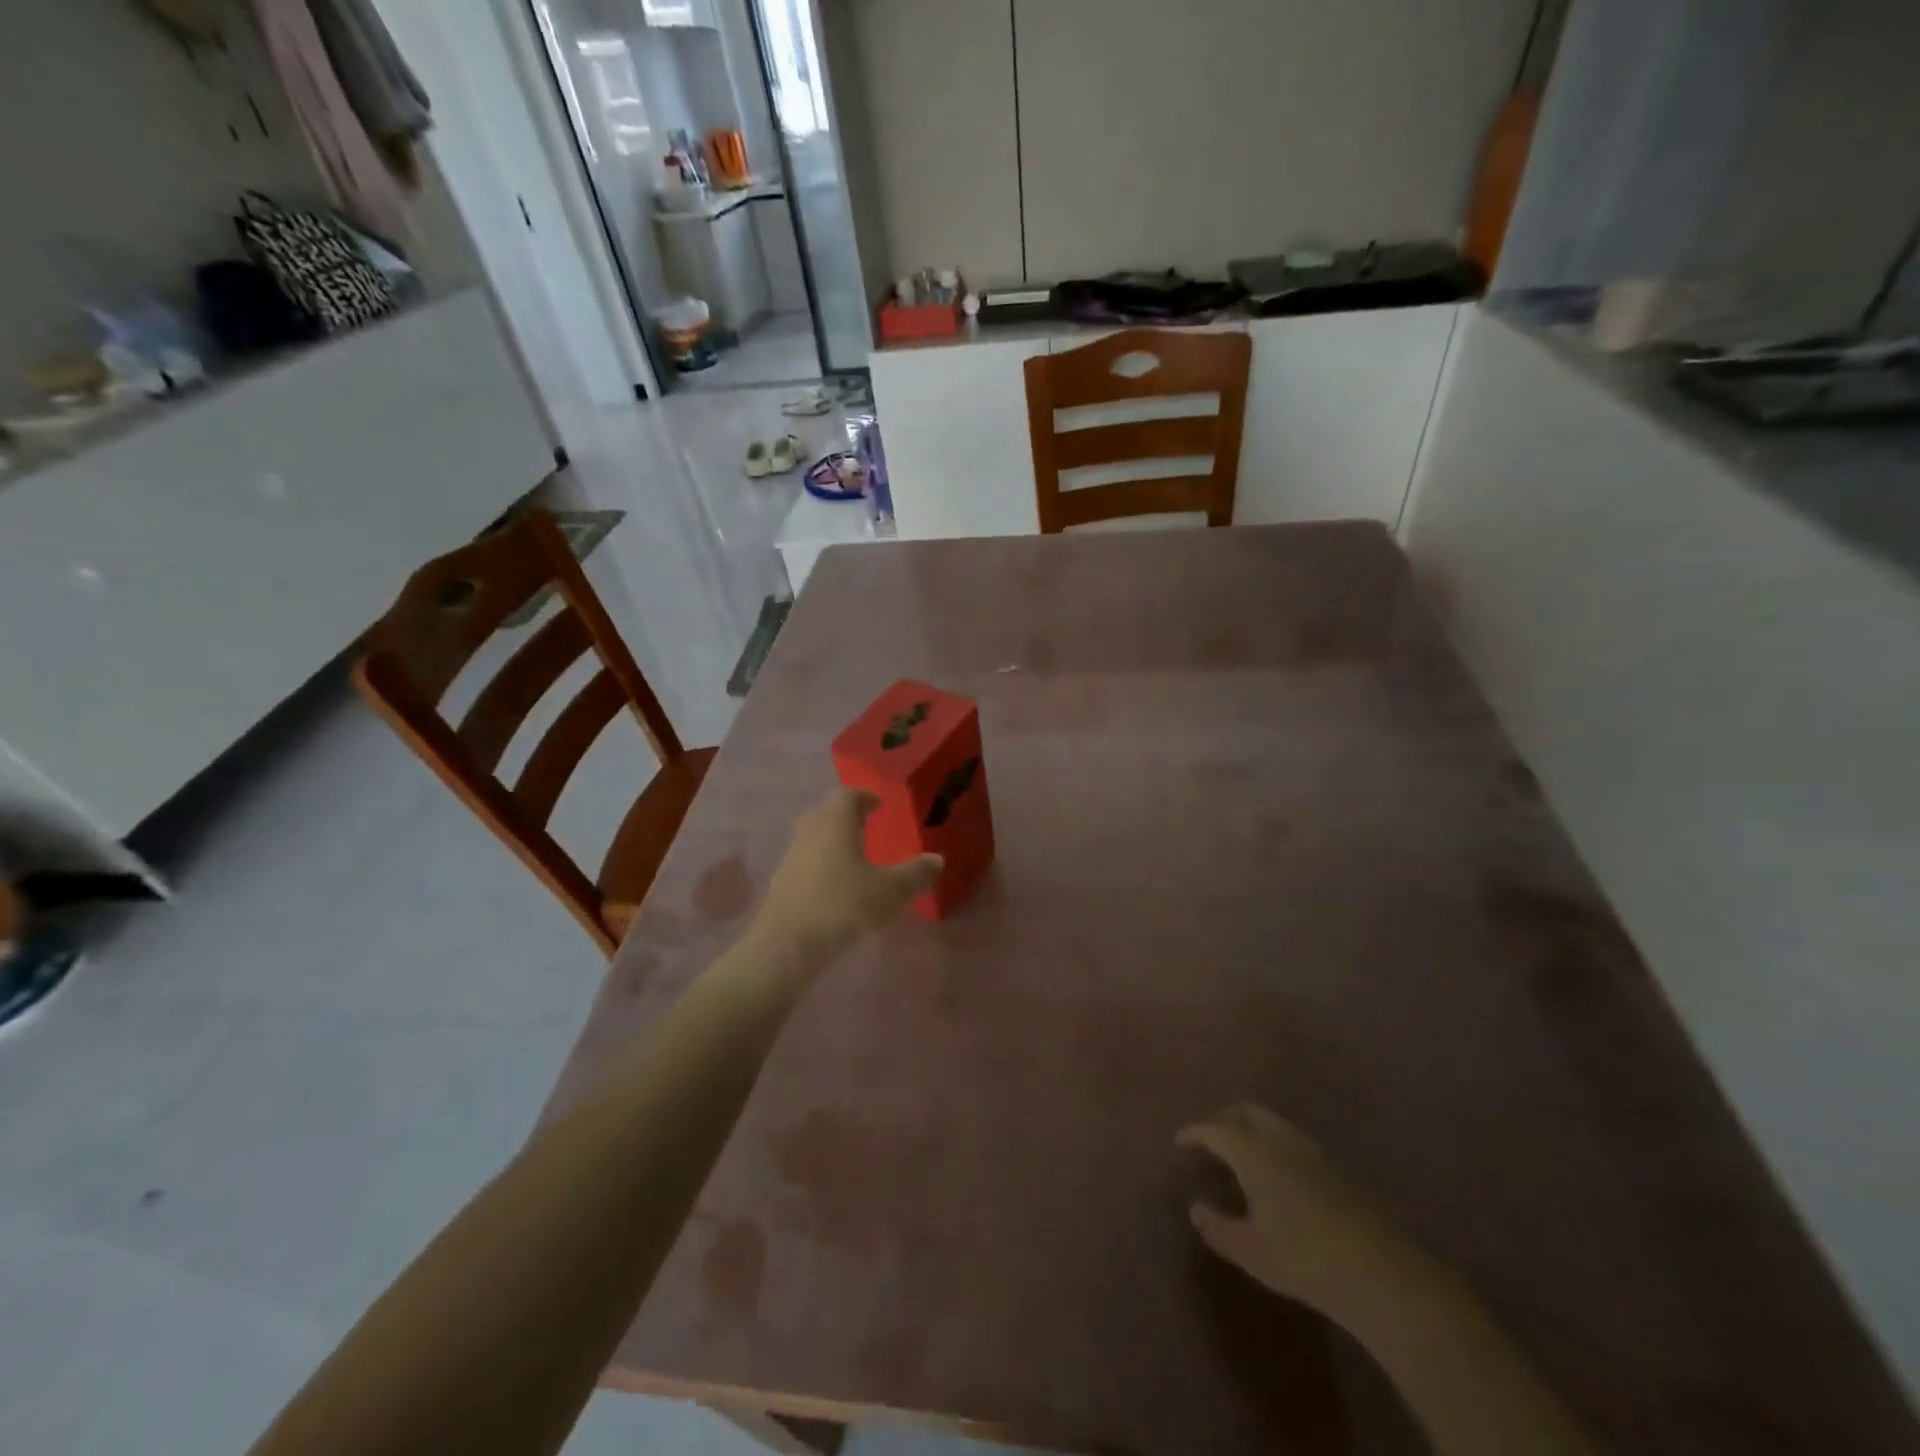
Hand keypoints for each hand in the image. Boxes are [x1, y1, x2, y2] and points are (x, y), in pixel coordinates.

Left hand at [755, 788, 942, 957]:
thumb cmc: (842, 906)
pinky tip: (836, 884)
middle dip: (846, 815)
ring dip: (833, 840)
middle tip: (867, 824)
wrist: (787, 945)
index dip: (863, 796)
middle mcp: (810, 832)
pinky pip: (806, 861)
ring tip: (855, 856)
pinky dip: (822, 862)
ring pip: (814, 836)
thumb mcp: (889, 891)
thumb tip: (937, 859)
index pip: (846, 795)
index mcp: (834, 823)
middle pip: (826, 812)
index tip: (878, 804)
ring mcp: (792, 857)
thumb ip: (914, 873)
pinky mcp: (782, 883)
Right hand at [1178, 1103, 1411, 1314]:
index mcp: (1252, 1150)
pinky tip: (1274, 1173)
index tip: (1179, 1141)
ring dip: (1251, 1129)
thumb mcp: (1249, 1249)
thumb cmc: (1302, 1257)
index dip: (1194, 1132)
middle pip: (1246, 1111)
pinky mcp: (1334, 1167)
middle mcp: (1279, 1138)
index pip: (1214, 1129)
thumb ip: (1217, 1226)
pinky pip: (1291, 1139)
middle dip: (1224, 1119)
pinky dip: (1272, 1143)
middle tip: (1209, 1140)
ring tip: (1240, 1155)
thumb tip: (1195, 1208)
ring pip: (1272, 1122)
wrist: (1378, 1271)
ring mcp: (1310, 1150)